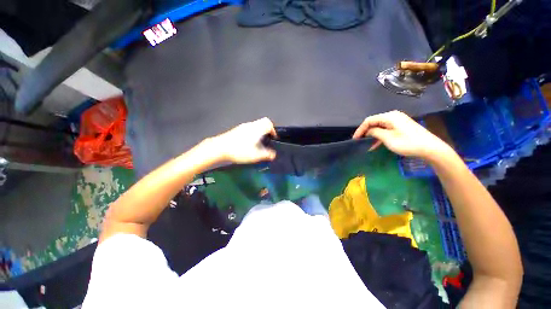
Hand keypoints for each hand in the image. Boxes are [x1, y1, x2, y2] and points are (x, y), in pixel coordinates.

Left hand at [212, 117, 276, 163]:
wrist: (219, 147)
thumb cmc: (239, 150)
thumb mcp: (255, 155)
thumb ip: (266, 155)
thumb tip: (274, 155)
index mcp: (257, 129)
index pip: (268, 123)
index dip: (273, 130)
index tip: (273, 138)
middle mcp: (251, 125)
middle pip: (263, 122)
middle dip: (267, 129)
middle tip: (268, 139)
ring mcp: (243, 126)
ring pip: (256, 125)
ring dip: (260, 131)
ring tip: (259, 142)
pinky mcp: (237, 129)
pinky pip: (249, 128)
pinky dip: (253, 132)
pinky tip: (249, 142)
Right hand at [352, 111, 451, 159]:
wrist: (430, 148)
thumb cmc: (407, 143)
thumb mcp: (388, 138)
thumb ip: (375, 132)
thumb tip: (367, 131)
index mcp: (389, 116)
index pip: (369, 120)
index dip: (360, 129)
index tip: (354, 139)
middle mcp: (393, 116)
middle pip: (374, 122)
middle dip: (365, 132)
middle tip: (359, 141)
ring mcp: (397, 121)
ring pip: (379, 127)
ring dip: (372, 135)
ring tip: (366, 145)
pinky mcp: (401, 126)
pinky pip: (386, 129)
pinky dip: (379, 136)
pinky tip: (375, 145)